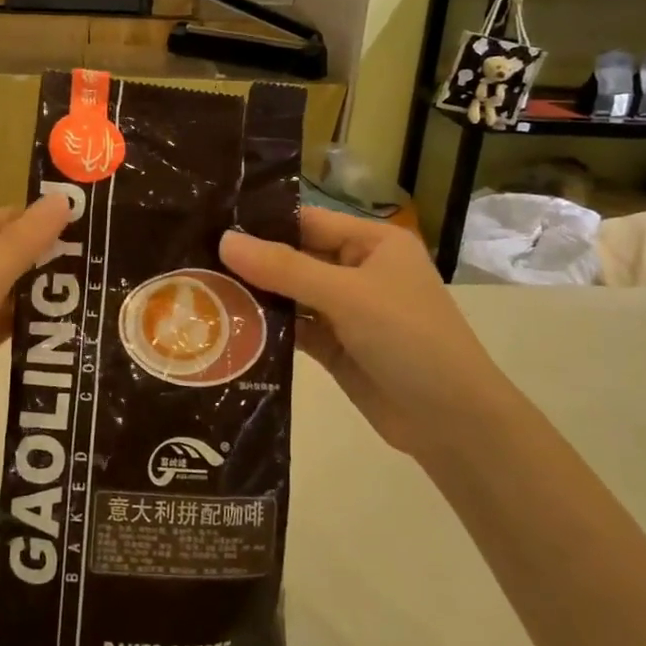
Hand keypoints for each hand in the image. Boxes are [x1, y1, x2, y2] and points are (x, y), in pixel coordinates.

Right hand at [220, 206, 500, 457]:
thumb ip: (284, 269)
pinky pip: (294, 329)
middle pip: (295, 258)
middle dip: (251, 262)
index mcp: (372, 243)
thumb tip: (224, 241)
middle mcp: (358, 271)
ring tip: (198, 290)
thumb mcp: (346, 295)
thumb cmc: (409, 339)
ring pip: (291, 295)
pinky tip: (227, 327)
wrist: (452, 423)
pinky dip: (267, 329)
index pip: (307, 221)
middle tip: (192, 258)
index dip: (262, 223)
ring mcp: (346, 312)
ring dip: (255, 296)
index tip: (210, 223)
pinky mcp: (335, 348)